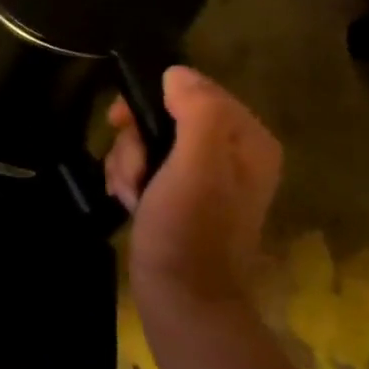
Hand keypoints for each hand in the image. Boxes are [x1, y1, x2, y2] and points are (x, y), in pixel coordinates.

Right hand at [104, 67, 281, 312]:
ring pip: (149, 142)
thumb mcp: (195, 166)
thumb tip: (176, 72)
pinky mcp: (180, 196)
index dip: (153, 101)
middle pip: (166, 117)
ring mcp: (204, 176)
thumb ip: (196, 112)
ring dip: (127, 164)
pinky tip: (128, 201)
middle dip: (136, 142)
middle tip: (130, 170)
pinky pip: (146, 166)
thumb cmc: (189, 230)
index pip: (195, 91)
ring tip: (129, 194)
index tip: (121, 122)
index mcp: (247, 140)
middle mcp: (231, 153)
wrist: (181, 296)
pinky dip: (129, 180)